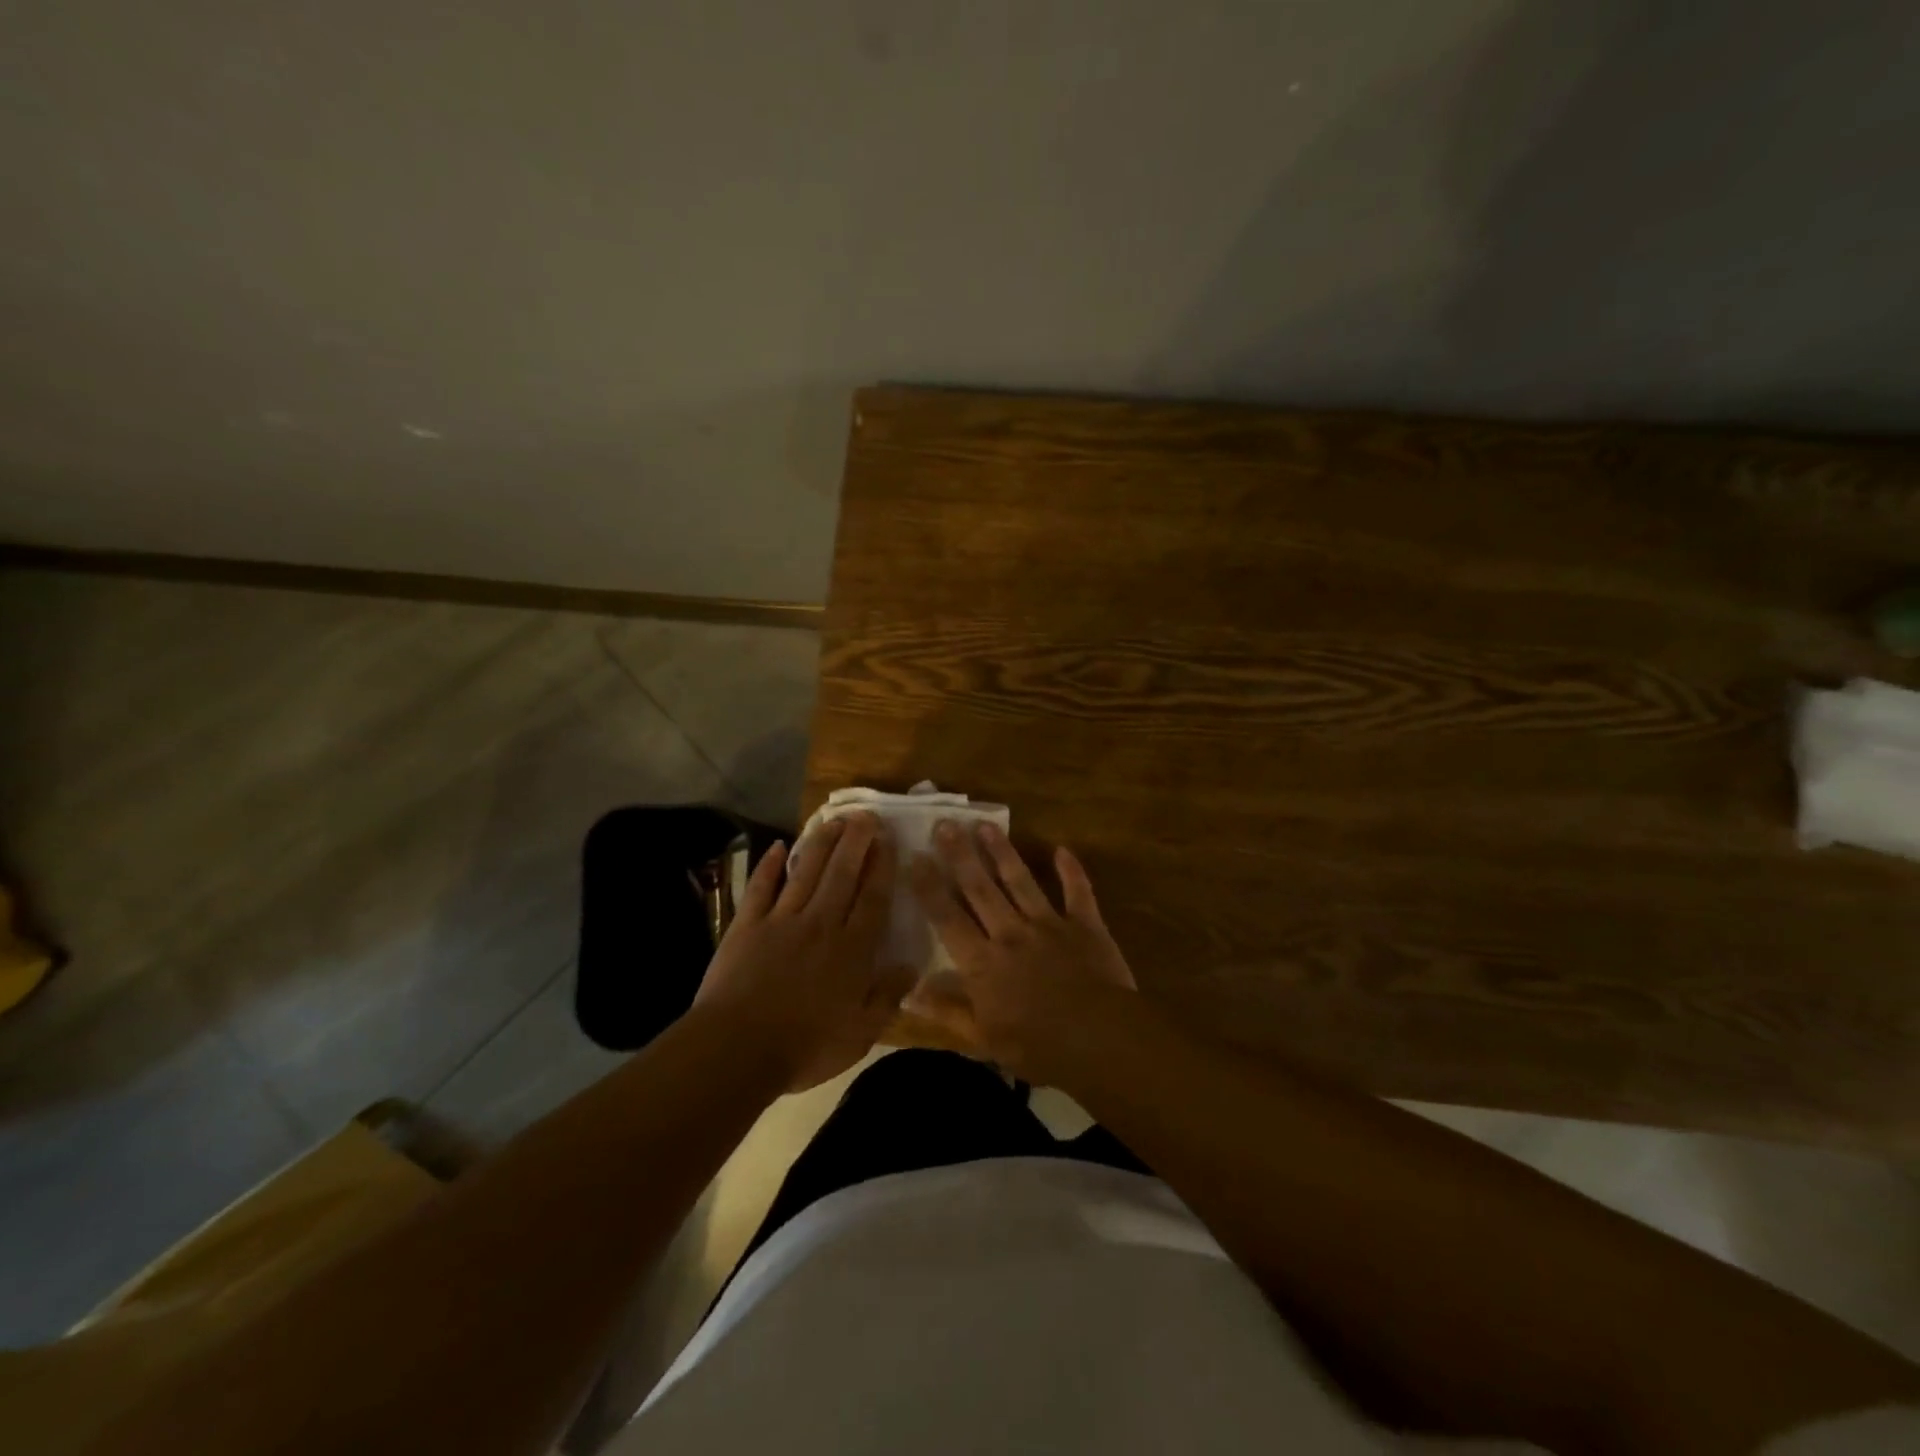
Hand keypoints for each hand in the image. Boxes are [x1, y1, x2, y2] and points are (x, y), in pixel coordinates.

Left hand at [694, 813, 914, 1091]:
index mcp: (851, 950)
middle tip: (866, 815)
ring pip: (805, 872)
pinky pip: (761, 888)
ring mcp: (781, 921)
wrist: (737, 1049)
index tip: (888, 840)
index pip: (872, 898)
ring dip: (821, 843)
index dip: (882, 867)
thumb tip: (911, 964)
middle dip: (856, 842)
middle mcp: (821, 924)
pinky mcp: (747, 926)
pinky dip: (768, 866)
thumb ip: (887, 996)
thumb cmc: (805, 1046)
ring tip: (835, 819)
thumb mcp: (860, 1033)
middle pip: (842, 874)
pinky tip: (777, 846)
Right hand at [909, 821, 1134, 1079]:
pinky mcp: (1085, 925)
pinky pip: (1077, 891)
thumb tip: (908, 993)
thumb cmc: (1037, 1046)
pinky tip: (1062, 848)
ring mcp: (1049, 924)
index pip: (948, 918)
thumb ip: (947, 1011)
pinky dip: (1071, 871)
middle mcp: (1010, 933)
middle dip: (960, 855)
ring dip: (1002, 852)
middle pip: (980, 888)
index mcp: (982, 962)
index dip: (929, 888)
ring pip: (1020, 880)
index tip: (915, 858)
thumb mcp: (983, 1039)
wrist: (1100, 1039)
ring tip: (985, 825)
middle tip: (945, 824)